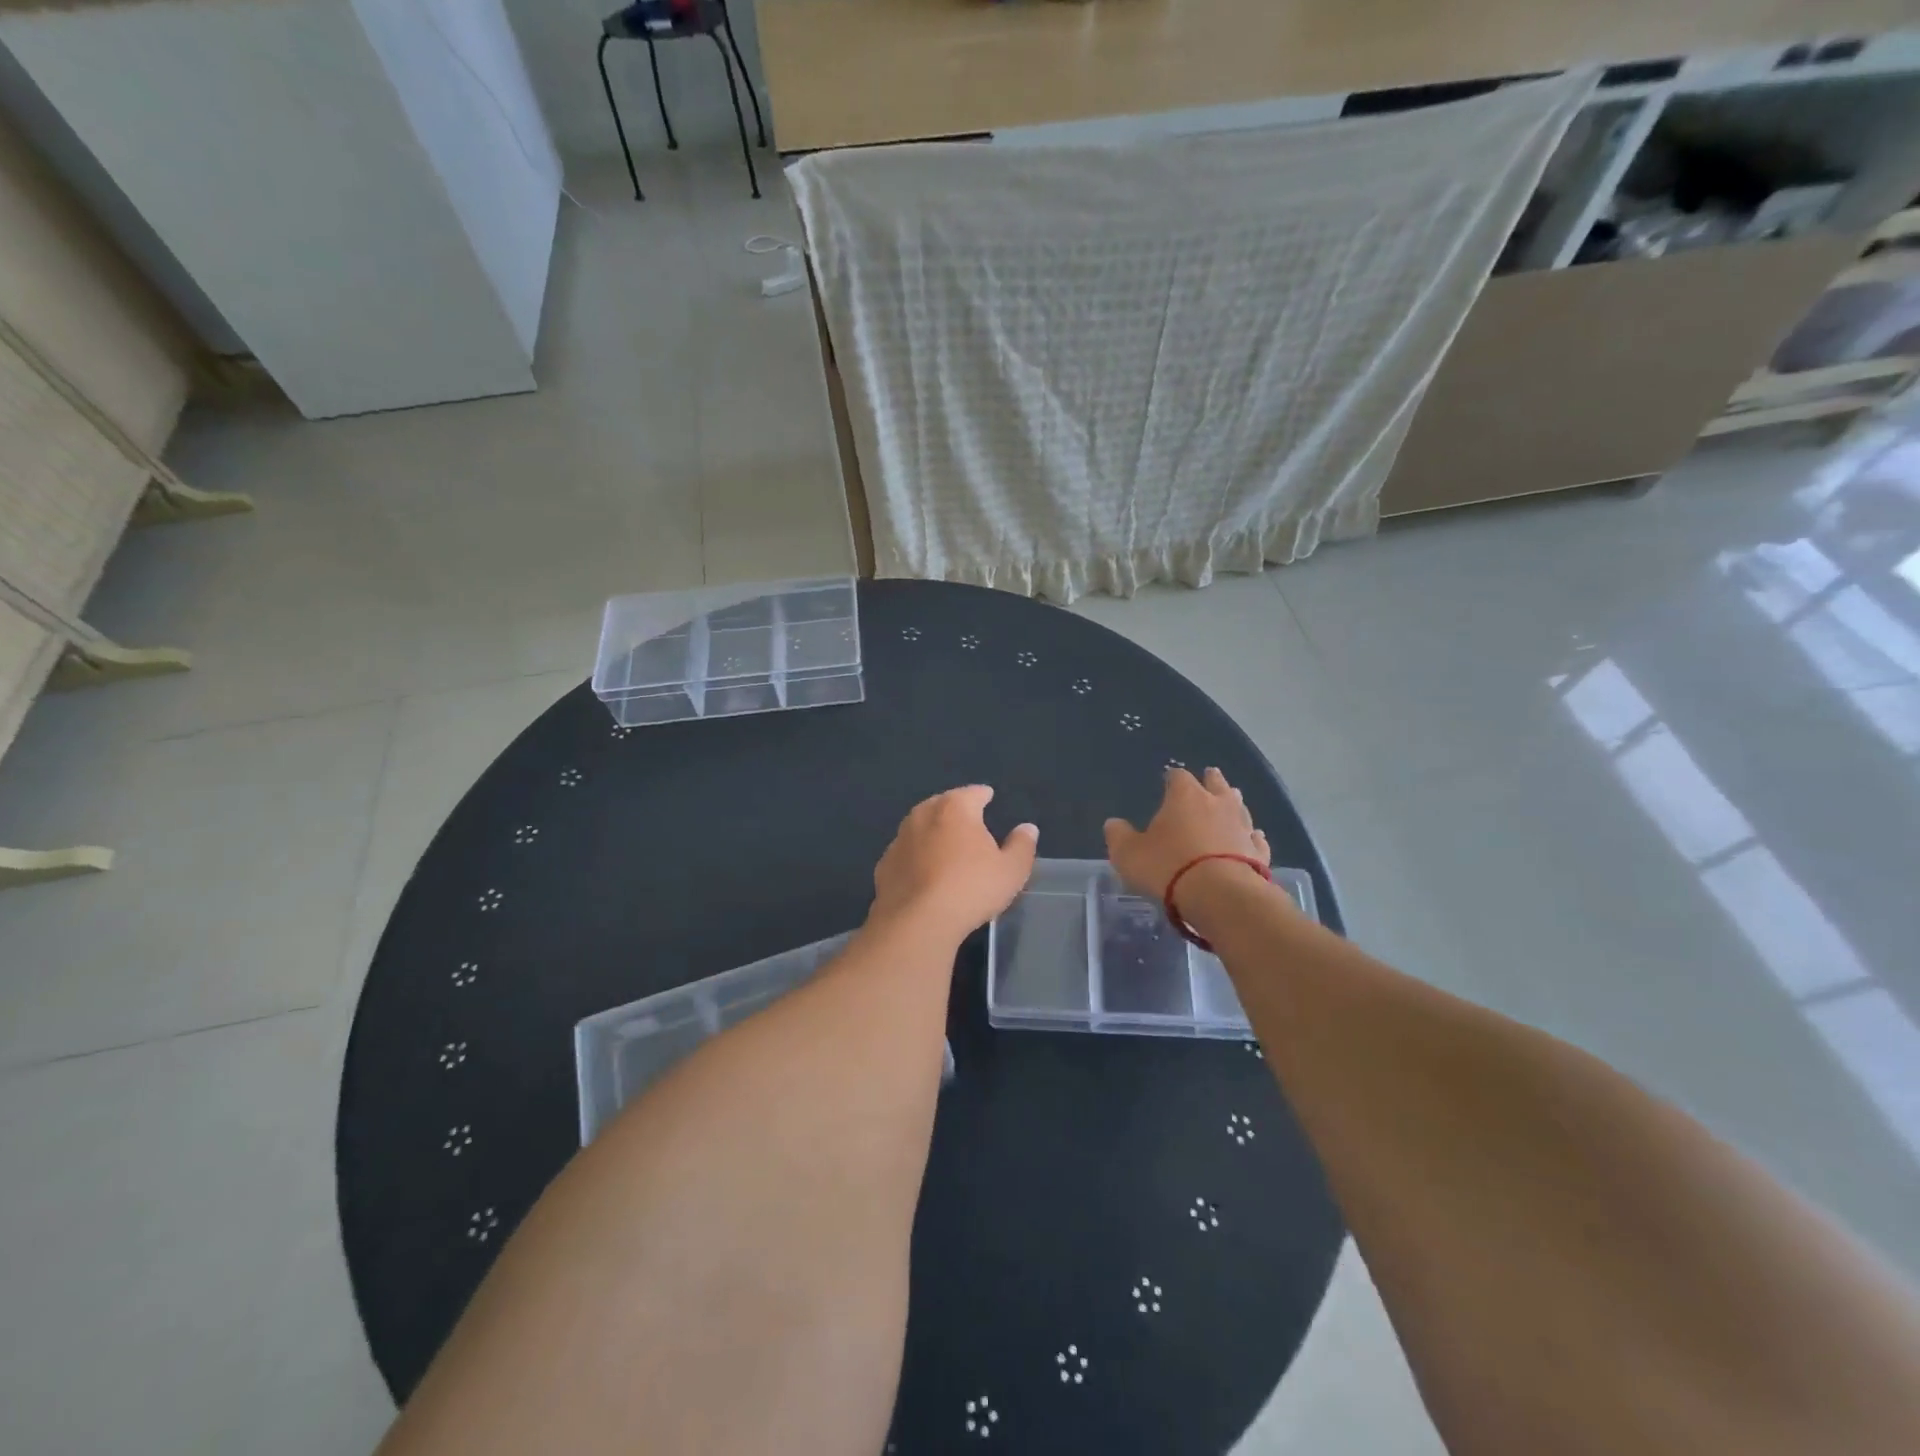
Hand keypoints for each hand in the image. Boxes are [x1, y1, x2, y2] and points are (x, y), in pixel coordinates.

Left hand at [870, 785, 1038, 940]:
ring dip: (933, 833)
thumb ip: (1022, 846)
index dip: (983, 794)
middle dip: (955, 810)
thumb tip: (1028, 828)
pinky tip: (923, 873)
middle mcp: (923, 815)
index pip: (973, 793)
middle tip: (968, 822)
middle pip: (942, 805)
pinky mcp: (884, 865)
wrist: (916, 922)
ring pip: (920, 828)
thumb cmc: (971, 889)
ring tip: (946, 846)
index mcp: (955, 808)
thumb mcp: (1011, 870)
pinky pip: (906, 854)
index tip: (988, 796)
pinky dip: (916, 858)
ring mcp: (899, 839)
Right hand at [1104, 767, 1269, 900]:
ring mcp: (1242, 827)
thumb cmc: (1169, 868)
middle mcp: (1217, 804)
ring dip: (1234, 804)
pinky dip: (1252, 836)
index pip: (1178, 776)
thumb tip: (1113, 823)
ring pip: (1240, 808)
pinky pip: (1255, 839)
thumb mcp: (1129, 854)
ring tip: (1234, 800)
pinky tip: (1254, 836)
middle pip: (1216, 784)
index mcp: (1185, 797)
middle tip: (1210, 776)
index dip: (1172, 778)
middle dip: (1211, 781)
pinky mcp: (1259, 854)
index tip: (1168, 780)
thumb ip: (1119, 836)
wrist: (1221, 896)